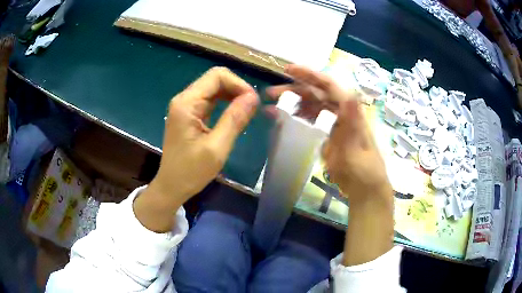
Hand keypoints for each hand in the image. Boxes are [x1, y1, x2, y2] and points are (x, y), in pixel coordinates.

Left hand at [135, 67, 258, 231]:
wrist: (172, 186)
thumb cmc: (191, 171)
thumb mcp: (217, 147)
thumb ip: (235, 119)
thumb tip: (254, 97)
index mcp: (187, 103)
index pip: (217, 76)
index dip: (238, 84)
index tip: (253, 102)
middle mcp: (184, 99)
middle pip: (215, 79)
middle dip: (237, 88)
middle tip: (252, 108)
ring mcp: (186, 106)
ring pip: (214, 88)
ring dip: (232, 95)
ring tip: (247, 111)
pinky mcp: (189, 114)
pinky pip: (210, 100)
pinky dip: (225, 103)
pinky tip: (235, 114)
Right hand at [268, 65, 393, 265]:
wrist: (365, 190)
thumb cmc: (363, 171)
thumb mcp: (357, 149)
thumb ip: (353, 122)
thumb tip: (351, 94)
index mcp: (350, 111)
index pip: (329, 86)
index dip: (309, 75)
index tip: (288, 70)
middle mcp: (341, 112)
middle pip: (316, 94)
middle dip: (293, 90)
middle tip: (270, 93)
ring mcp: (333, 123)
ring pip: (310, 106)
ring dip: (291, 104)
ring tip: (271, 108)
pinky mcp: (327, 135)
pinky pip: (309, 121)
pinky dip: (295, 118)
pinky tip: (281, 121)